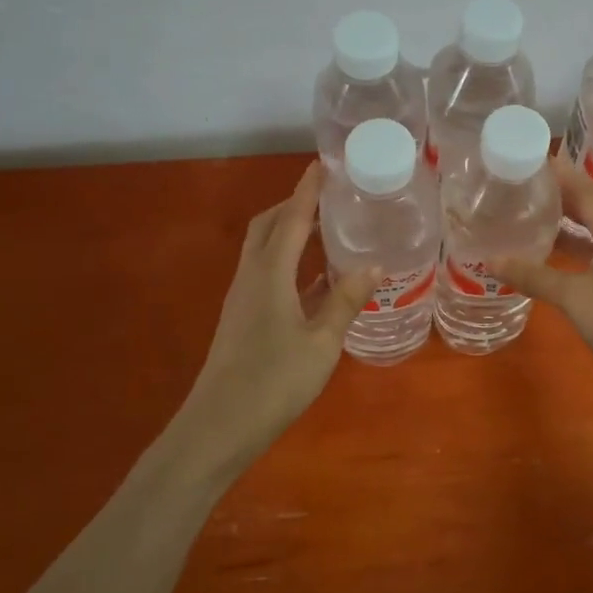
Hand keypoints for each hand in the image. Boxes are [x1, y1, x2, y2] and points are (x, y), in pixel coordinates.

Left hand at [181, 163, 377, 456]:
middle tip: (327, 196)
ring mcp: (242, 299)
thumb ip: (345, 301)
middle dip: (293, 205)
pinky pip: (265, 273)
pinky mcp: (242, 319)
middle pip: (268, 226)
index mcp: (269, 274)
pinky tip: (312, 279)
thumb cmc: (273, 382)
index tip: (323, 165)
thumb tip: (373, 265)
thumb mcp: (321, 343)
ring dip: (288, 231)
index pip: (291, 219)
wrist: (218, 427)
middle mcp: (251, 277)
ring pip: (263, 249)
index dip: (307, 191)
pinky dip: (286, 261)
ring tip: (324, 229)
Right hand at [491, 157, 592, 409]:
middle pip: (588, 210)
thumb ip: (535, 276)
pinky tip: (548, 264)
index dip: (559, 173)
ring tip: (527, 221)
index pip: (584, 190)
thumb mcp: (575, 296)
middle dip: (557, 198)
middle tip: (520, 189)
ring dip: (563, 228)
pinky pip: (592, 260)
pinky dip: (570, 256)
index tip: (530, 158)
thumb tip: (492, 260)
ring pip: (590, 237)